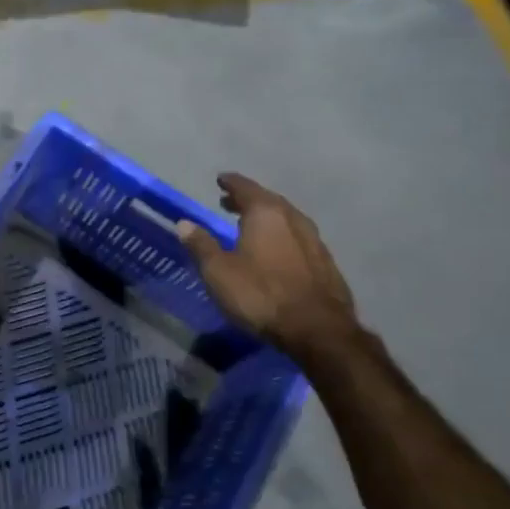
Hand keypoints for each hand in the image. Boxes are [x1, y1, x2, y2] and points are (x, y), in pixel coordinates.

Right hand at [178, 172, 357, 358]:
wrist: (317, 329)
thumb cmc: (260, 294)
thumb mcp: (218, 271)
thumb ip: (201, 245)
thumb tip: (184, 223)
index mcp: (266, 214)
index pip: (245, 188)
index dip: (231, 183)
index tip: (221, 179)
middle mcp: (293, 219)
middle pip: (268, 201)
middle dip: (248, 200)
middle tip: (230, 203)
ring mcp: (314, 240)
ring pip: (286, 219)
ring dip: (267, 219)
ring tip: (250, 226)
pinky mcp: (325, 262)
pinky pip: (297, 238)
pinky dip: (282, 237)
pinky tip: (275, 251)